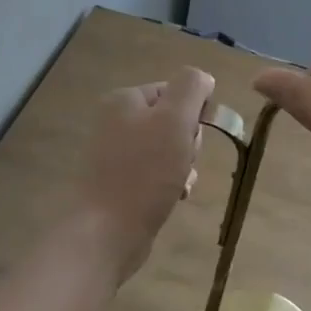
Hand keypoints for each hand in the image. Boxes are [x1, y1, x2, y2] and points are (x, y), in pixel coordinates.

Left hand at [73, 67, 215, 281]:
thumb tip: (203, 78)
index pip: (176, 91)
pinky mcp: (118, 182)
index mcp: (124, 100)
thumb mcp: (175, 119)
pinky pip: (156, 173)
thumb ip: (191, 88)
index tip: (193, 137)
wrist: (106, 232)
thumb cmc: (144, 172)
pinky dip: (170, 183)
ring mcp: (115, 154)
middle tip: (184, 162)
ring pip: (168, 149)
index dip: (194, 112)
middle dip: (188, 142)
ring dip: (183, 165)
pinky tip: (174, 197)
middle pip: (172, 120)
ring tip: (179, 185)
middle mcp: (115, 121)